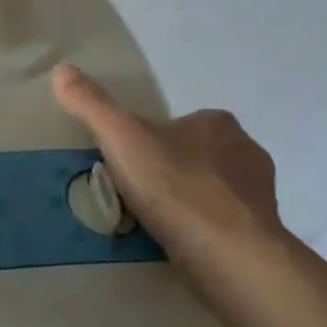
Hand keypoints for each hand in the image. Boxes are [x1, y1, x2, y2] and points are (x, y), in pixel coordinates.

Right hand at [52, 63, 282, 268]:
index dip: (152, 141)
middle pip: (197, 156)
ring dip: (189, 204)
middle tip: (137, 197)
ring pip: (213, 192)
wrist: (231, 257)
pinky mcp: (265, 235)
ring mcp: (260, 195)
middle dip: (171, 172)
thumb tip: (61, 69)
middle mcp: (247, 151)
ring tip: (156, 227)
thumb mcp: (121, 138)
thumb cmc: (176, 187)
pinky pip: (226, 227)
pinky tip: (182, 248)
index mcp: (217, 122)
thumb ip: (91, 104)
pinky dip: (205, 234)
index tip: (128, 164)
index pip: (179, 123)